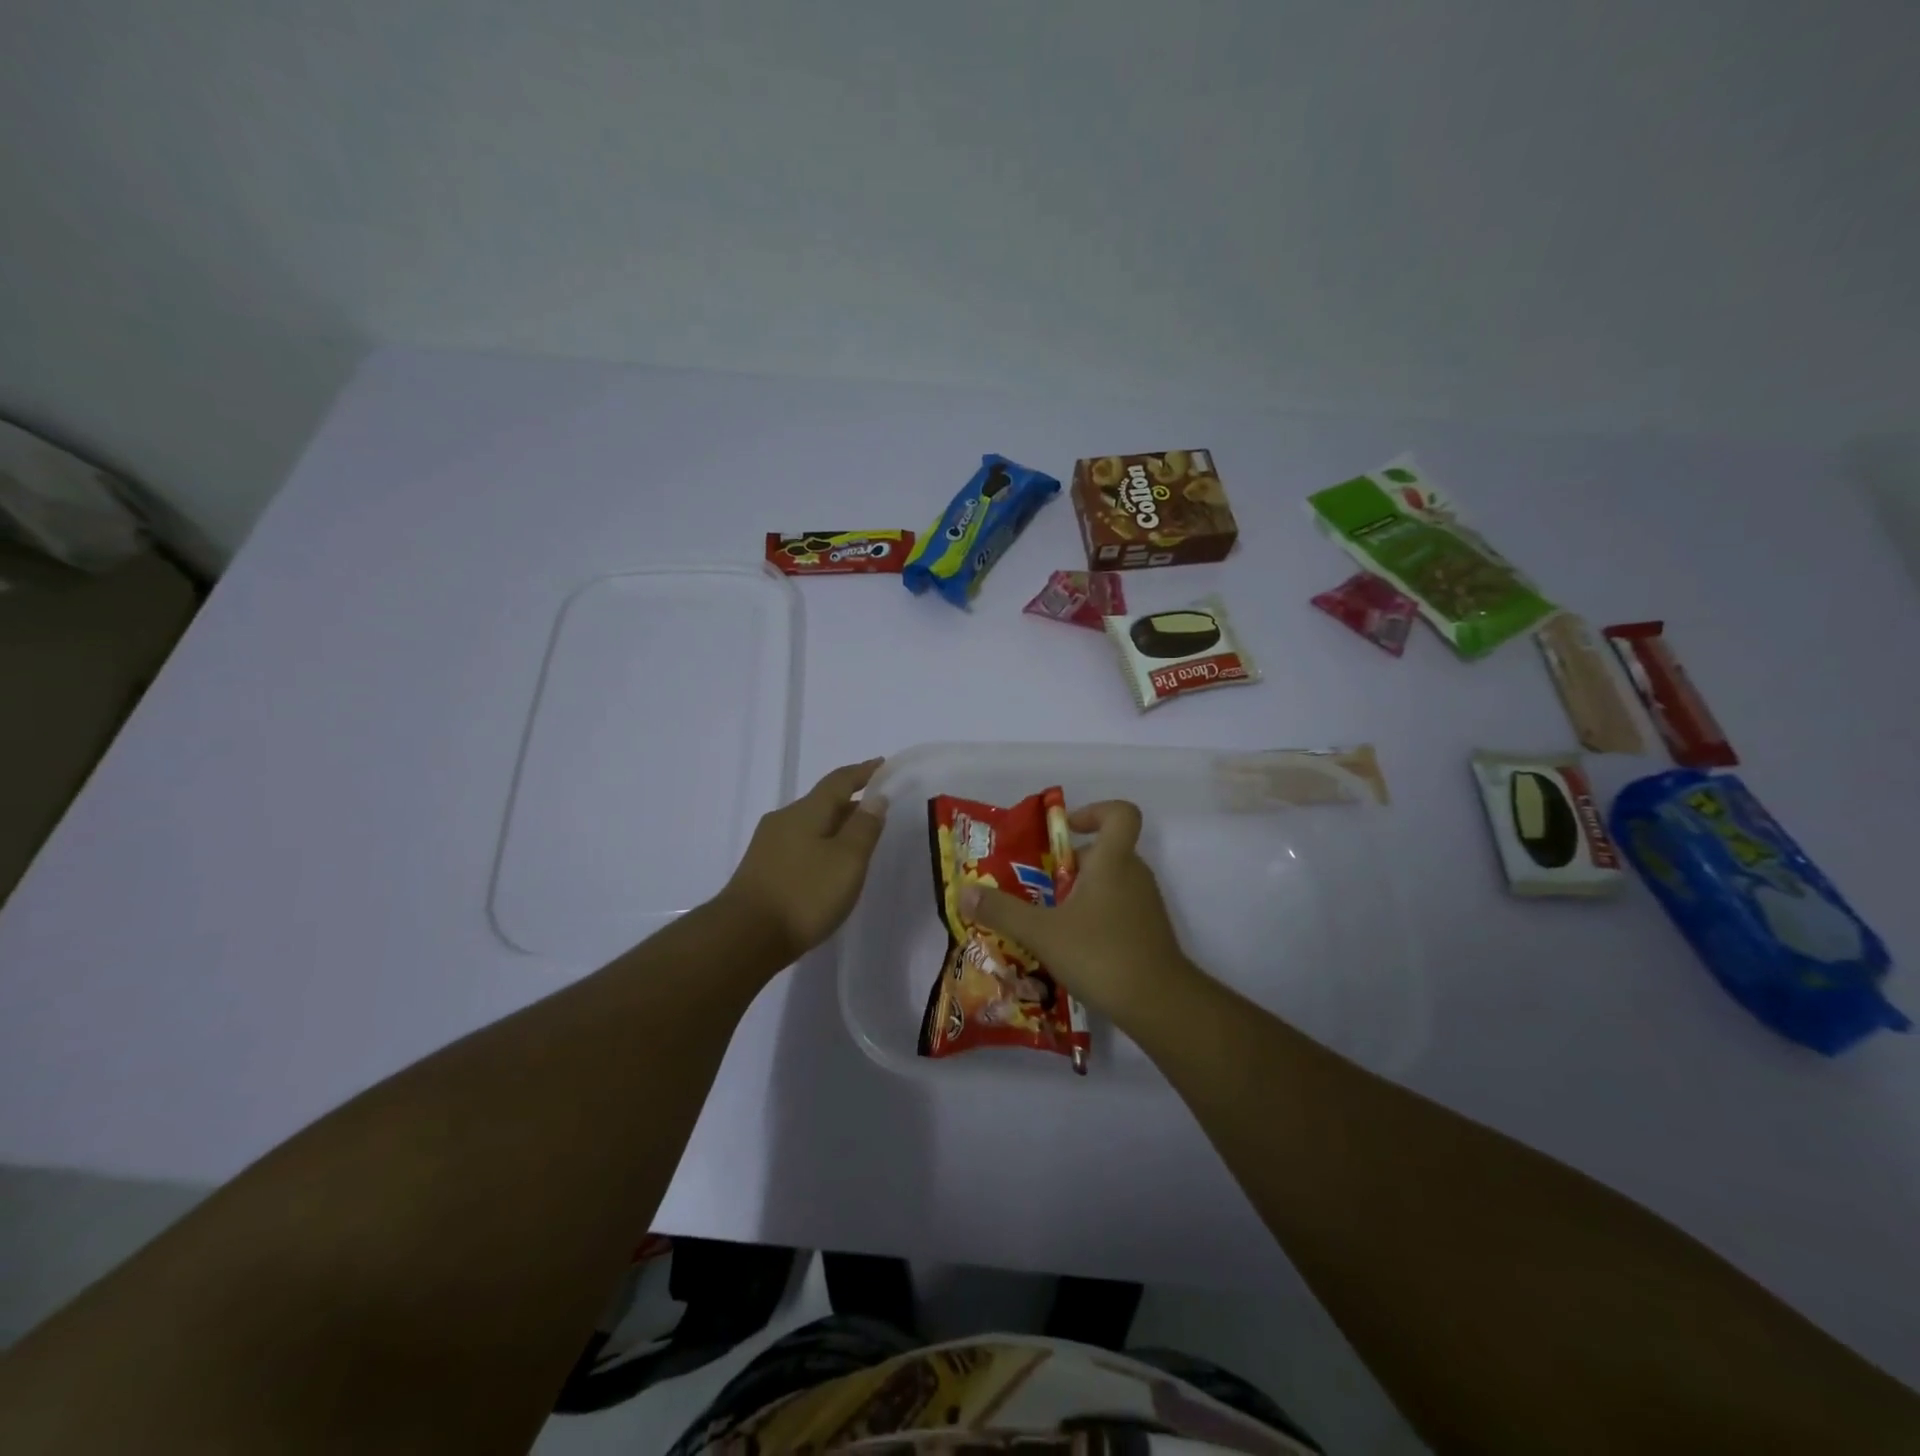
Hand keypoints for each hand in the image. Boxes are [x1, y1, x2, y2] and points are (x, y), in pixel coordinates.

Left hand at [716, 759, 888, 962]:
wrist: (744, 937)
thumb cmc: (804, 894)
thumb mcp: (847, 861)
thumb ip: (864, 828)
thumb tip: (876, 798)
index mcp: (806, 811)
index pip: (839, 781)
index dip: (863, 772)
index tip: (882, 765)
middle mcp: (784, 820)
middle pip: (822, 802)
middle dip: (850, 803)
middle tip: (877, 811)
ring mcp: (768, 845)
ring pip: (810, 825)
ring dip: (835, 827)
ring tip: (856, 842)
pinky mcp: (761, 870)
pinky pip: (799, 846)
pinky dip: (820, 846)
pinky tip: (827, 867)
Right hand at [960, 800, 1199, 1030]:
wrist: (1159, 1004)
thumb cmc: (1100, 952)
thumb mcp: (1042, 932)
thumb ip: (1002, 911)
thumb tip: (964, 892)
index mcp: (1114, 860)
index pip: (1120, 813)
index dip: (1095, 812)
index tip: (1066, 831)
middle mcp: (1134, 875)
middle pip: (1105, 851)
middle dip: (1068, 864)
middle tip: (1036, 886)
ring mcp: (1145, 905)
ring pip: (1109, 883)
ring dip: (1079, 894)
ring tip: (1045, 920)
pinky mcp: (1148, 932)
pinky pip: (1116, 910)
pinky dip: (1093, 919)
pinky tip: (1069, 948)